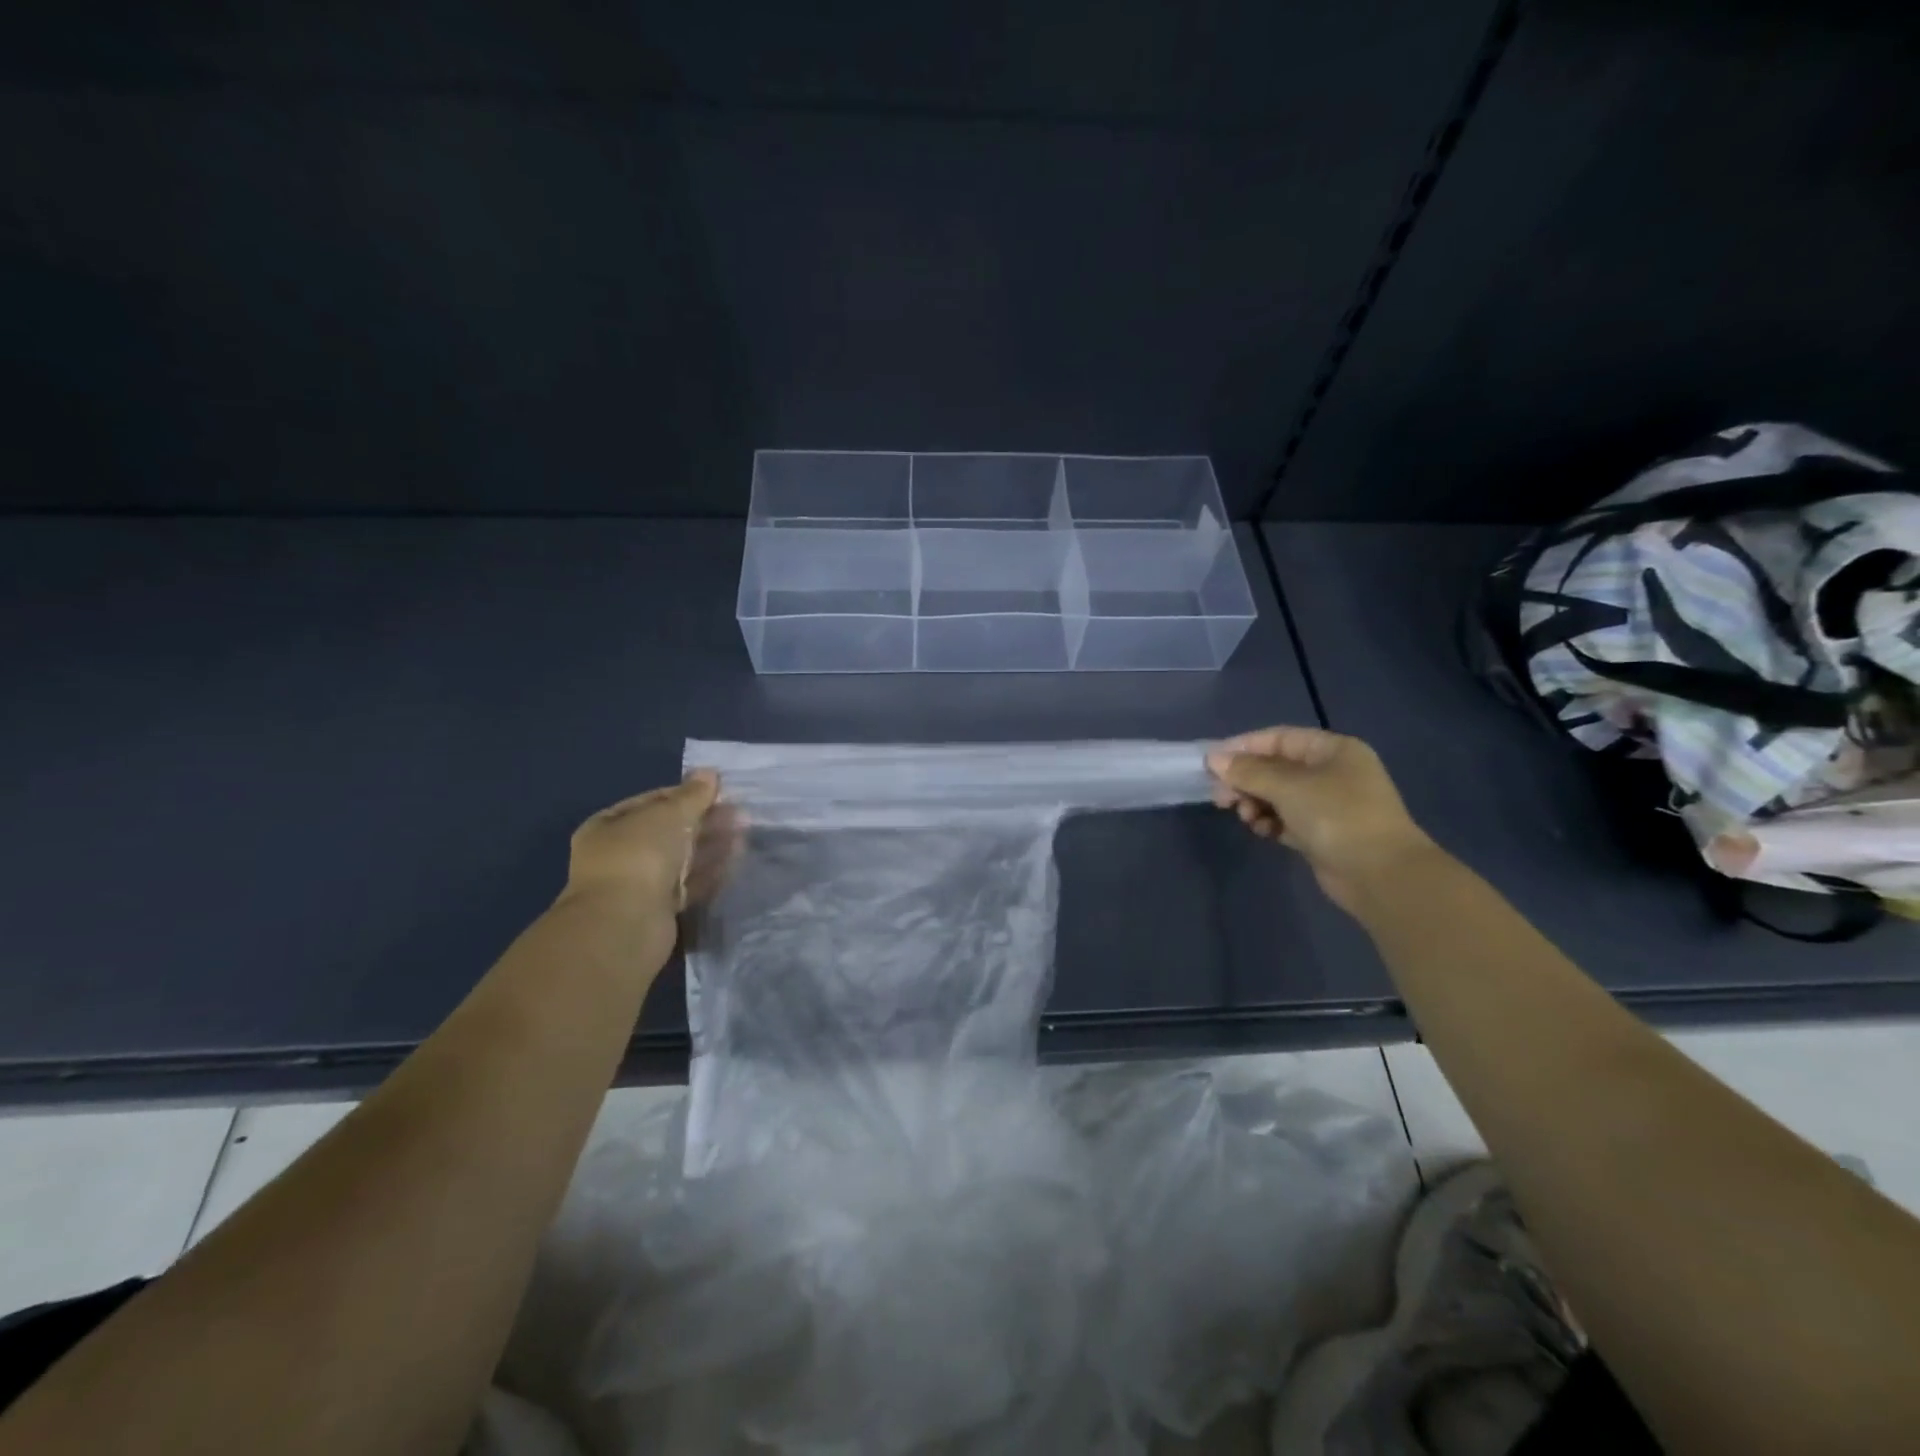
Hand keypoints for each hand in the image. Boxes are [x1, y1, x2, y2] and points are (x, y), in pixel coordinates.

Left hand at [561, 771, 735, 932]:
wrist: (625, 925)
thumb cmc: (639, 857)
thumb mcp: (668, 815)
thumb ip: (692, 795)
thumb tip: (710, 772)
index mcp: (608, 827)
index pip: (651, 802)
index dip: (685, 794)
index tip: (718, 791)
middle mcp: (620, 854)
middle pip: (669, 830)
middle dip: (704, 819)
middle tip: (739, 812)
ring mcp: (639, 884)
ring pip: (682, 858)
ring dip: (712, 844)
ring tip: (745, 830)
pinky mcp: (660, 909)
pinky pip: (690, 884)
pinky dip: (712, 871)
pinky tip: (737, 857)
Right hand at [1206, 726, 1434, 913]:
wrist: (1380, 874)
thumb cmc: (1336, 816)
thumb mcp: (1288, 787)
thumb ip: (1248, 772)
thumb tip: (1214, 759)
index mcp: (1332, 750)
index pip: (1279, 738)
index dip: (1244, 747)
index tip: (1212, 762)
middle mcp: (1332, 772)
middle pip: (1276, 768)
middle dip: (1246, 780)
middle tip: (1220, 797)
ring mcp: (1329, 804)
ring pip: (1279, 795)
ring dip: (1255, 802)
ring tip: (1244, 816)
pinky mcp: (1323, 833)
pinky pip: (1286, 819)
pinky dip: (1270, 822)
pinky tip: (1262, 831)